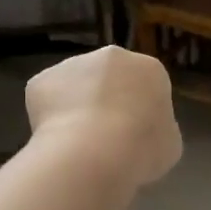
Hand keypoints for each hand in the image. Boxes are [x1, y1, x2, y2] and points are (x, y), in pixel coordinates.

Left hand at [26, 46, 181, 187]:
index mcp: (149, 69)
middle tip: (105, 137)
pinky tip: (56, 140)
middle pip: (109, 78)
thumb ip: (158, 129)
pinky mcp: (41, 80)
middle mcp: (111, 56)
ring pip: (75, 86)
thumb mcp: (169, 144)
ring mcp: (72, 64)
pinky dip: (49, 118)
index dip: (139, 112)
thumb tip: (143, 131)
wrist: (93, 152)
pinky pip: (47, 99)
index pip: (146, 85)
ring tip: (77, 143)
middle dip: (106, 101)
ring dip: (76, 107)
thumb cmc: (142, 148)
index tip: (134, 136)